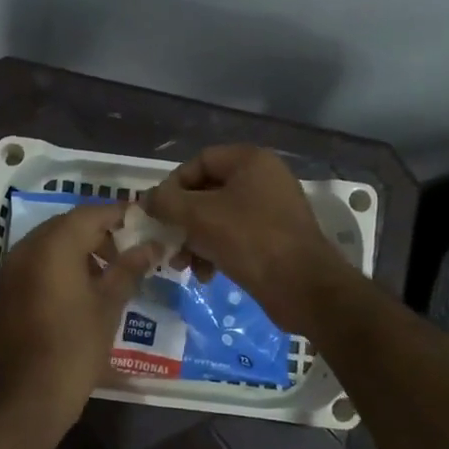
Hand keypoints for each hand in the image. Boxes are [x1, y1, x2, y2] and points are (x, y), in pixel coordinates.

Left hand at [0, 203, 158, 433]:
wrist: (26, 397)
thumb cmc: (74, 348)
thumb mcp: (108, 306)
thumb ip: (129, 269)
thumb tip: (152, 245)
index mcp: (53, 246)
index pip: (91, 213)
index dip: (119, 215)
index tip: (144, 223)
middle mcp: (26, 249)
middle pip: (67, 226)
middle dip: (98, 232)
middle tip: (129, 252)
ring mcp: (10, 270)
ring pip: (49, 244)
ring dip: (78, 249)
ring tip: (108, 274)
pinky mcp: (4, 291)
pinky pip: (36, 264)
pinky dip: (59, 266)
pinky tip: (80, 291)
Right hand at [144, 145, 347, 331]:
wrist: (302, 286)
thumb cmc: (249, 240)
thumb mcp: (198, 216)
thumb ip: (166, 202)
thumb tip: (146, 199)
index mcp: (250, 161)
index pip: (199, 162)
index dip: (173, 185)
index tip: (158, 213)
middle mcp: (263, 179)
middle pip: (207, 192)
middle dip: (182, 220)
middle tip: (166, 243)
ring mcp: (271, 209)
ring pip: (218, 218)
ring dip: (195, 240)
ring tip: (182, 266)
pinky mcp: (274, 238)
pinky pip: (235, 236)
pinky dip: (215, 251)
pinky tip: (205, 275)